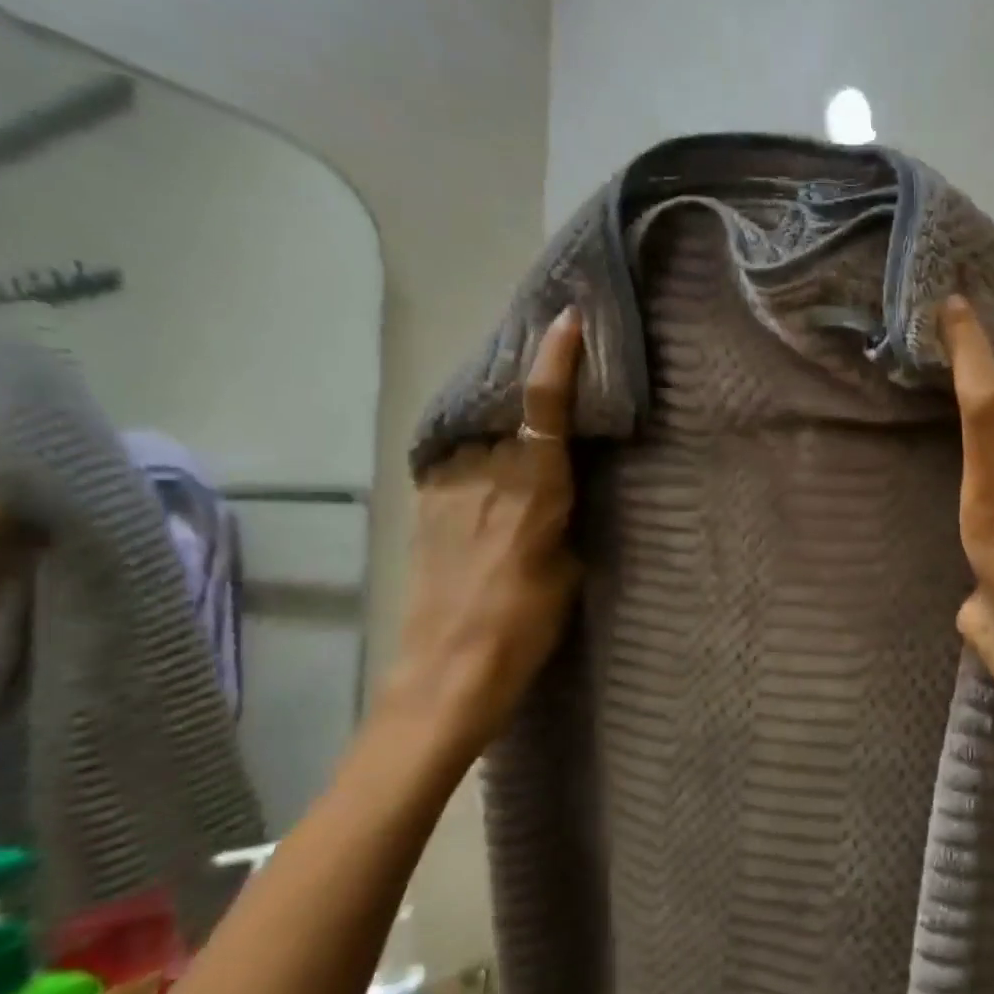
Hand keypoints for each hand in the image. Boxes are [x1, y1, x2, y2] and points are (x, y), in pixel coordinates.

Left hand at [385, 308, 584, 761]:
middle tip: (552, 399)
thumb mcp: (570, 572)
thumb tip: (558, 494)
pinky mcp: (423, 509)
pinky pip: (456, 467)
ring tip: (519, 456)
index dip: (557, 359)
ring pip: (481, 442)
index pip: (543, 408)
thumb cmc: (525, 627)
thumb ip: (564, 520)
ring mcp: (446, 489)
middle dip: (530, 402)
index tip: (566, 319)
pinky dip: (477, 464)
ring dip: (501, 439)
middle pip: (509, 416)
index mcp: (533, 490)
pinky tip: (488, 489)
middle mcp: (485, 476)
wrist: (446, 674)